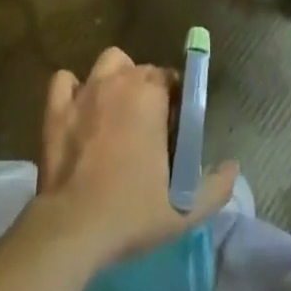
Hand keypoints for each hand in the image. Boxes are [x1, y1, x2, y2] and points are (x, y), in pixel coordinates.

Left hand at [35, 47, 238, 268]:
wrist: (74, 228)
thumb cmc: (132, 211)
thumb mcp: (185, 208)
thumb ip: (216, 186)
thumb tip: (234, 168)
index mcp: (151, 93)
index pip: (170, 78)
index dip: (175, 100)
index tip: (173, 127)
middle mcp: (120, 80)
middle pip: (141, 70)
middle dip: (148, 89)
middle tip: (148, 126)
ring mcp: (85, 91)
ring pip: (108, 63)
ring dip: (115, 77)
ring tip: (117, 108)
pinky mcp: (57, 108)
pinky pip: (65, 81)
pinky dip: (72, 89)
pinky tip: (79, 108)